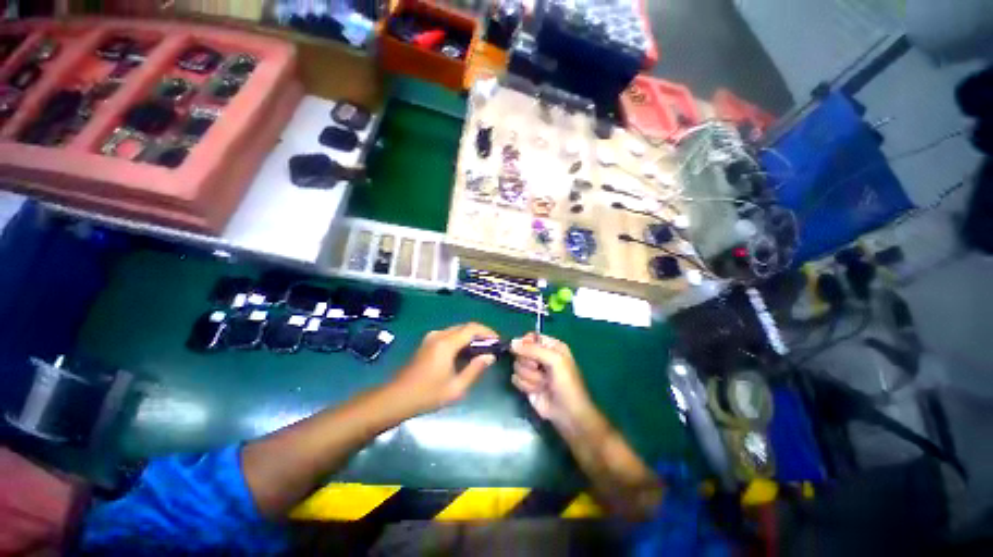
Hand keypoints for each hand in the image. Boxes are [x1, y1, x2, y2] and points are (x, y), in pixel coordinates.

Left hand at [391, 322, 498, 412]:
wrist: (396, 398)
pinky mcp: (427, 343)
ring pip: (457, 330)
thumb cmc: (427, 395)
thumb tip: (490, 356)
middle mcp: (439, 335)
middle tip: (492, 346)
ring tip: (481, 350)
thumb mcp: (456, 387)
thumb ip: (475, 369)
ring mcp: (431, 337)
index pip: (472, 328)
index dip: (488, 332)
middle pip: (465, 327)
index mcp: (446, 343)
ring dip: (470, 336)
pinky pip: (449, 335)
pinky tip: (465, 353)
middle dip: (480, 333)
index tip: (498, 341)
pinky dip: (460, 339)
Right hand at [510, 333, 595, 427]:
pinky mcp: (526, 384)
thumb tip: (512, 342)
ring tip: (543, 384)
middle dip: (529, 363)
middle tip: (540, 369)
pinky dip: (526, 385)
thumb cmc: (566, 384)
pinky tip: (537, 391)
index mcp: (551, 346)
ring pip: (517, 365)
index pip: (531, 337)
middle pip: (521, 351)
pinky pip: (516, 378)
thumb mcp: (554, 361)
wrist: (567, 414)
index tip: (525, 350)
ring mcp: (533, 370)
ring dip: (530, 377)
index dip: (525, 343)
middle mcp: (541, 356)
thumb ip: (533, 349)